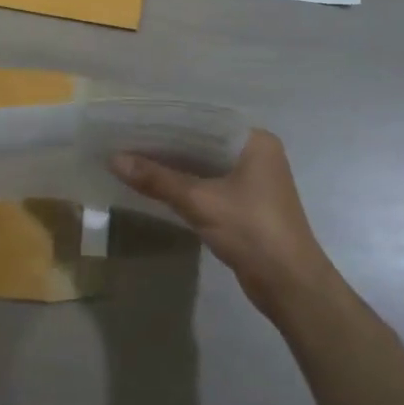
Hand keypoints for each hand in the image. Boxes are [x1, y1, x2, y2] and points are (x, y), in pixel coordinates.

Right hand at [112, 130, 335, 315]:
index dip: (168, 120)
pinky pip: (209, 184)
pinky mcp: (246, 204)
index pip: (204, 120)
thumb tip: (113, 159)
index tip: (134, 119)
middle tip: (126, 139)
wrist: (290, 285)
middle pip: (203, 142)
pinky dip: (185, 184)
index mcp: (255, 141)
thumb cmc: (252, 231)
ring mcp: (253, 180)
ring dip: (174, 166)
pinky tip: (155, 184)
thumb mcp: (200, 202)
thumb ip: (157, 179)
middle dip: (167, 144)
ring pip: (205, 164)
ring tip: (132, 158)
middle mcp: (256, 154)